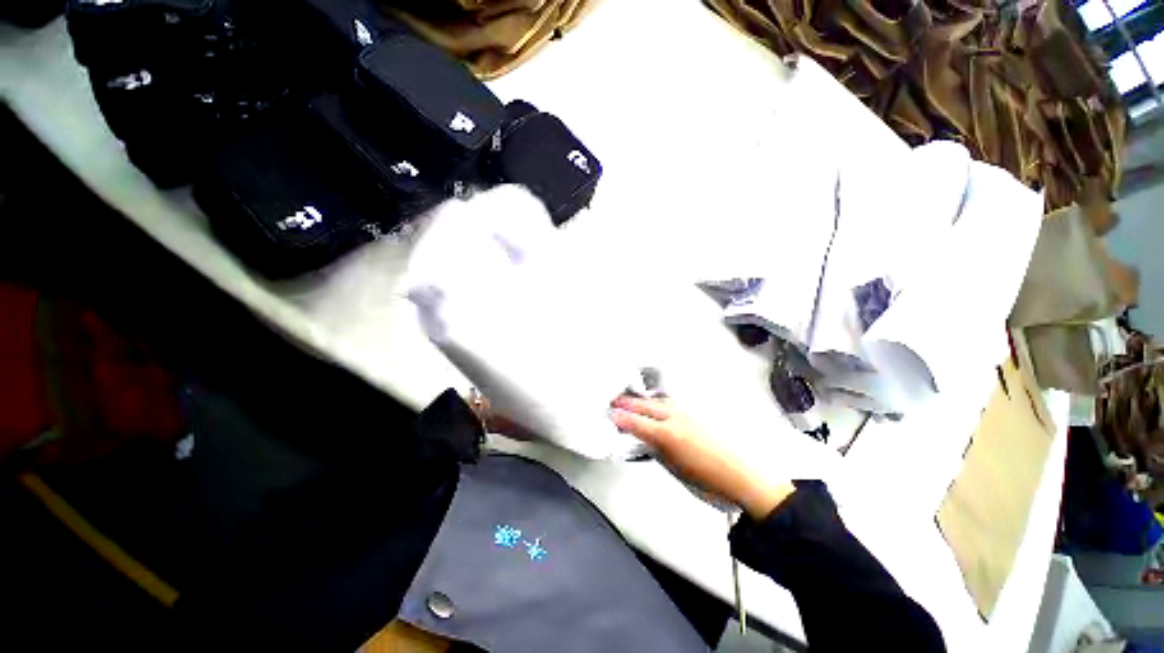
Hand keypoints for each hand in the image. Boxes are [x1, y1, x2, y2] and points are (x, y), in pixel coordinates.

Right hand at [611, 396, 794, 518]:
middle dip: (629, 403)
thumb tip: (645, 441)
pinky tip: (657, 405)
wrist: (743, 476)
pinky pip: (672, 404)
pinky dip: (659, 402)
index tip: (610, 414)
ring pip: (659, 402)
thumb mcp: (675, 470)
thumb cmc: (708, 481)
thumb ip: (656, 450)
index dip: (621, 418)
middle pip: (646, 406)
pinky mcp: (698, 415)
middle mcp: (676, 418)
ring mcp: (688, 414)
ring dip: (643, 401)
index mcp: (667, 435)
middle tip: (615, 402)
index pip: (637, 422)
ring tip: (632, 400)